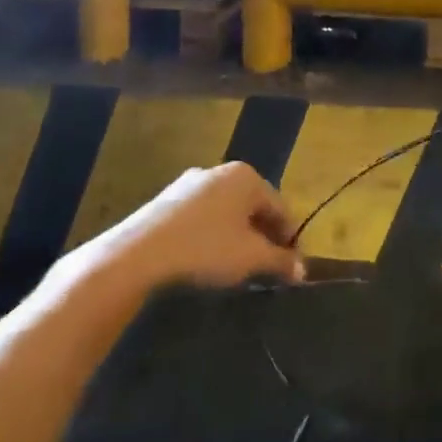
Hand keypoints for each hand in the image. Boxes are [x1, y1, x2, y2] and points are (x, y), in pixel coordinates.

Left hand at [80, 162, 304, 291]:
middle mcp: (220, 171)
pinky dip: (211, 234)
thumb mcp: (251, 258)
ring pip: (226, 211)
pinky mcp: (166, 200)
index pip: (280, 207)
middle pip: (253, 206)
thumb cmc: (206, 248)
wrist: (139, 253)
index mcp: (247, 177)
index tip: (291, 265)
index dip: (289, 238)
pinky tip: (206, 257)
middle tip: (266, 266)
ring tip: (237, 266)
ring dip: (237, 236)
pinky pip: (202, 216)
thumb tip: (302, 270)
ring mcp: (190, 183)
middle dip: (263, 236)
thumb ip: (280, 261)